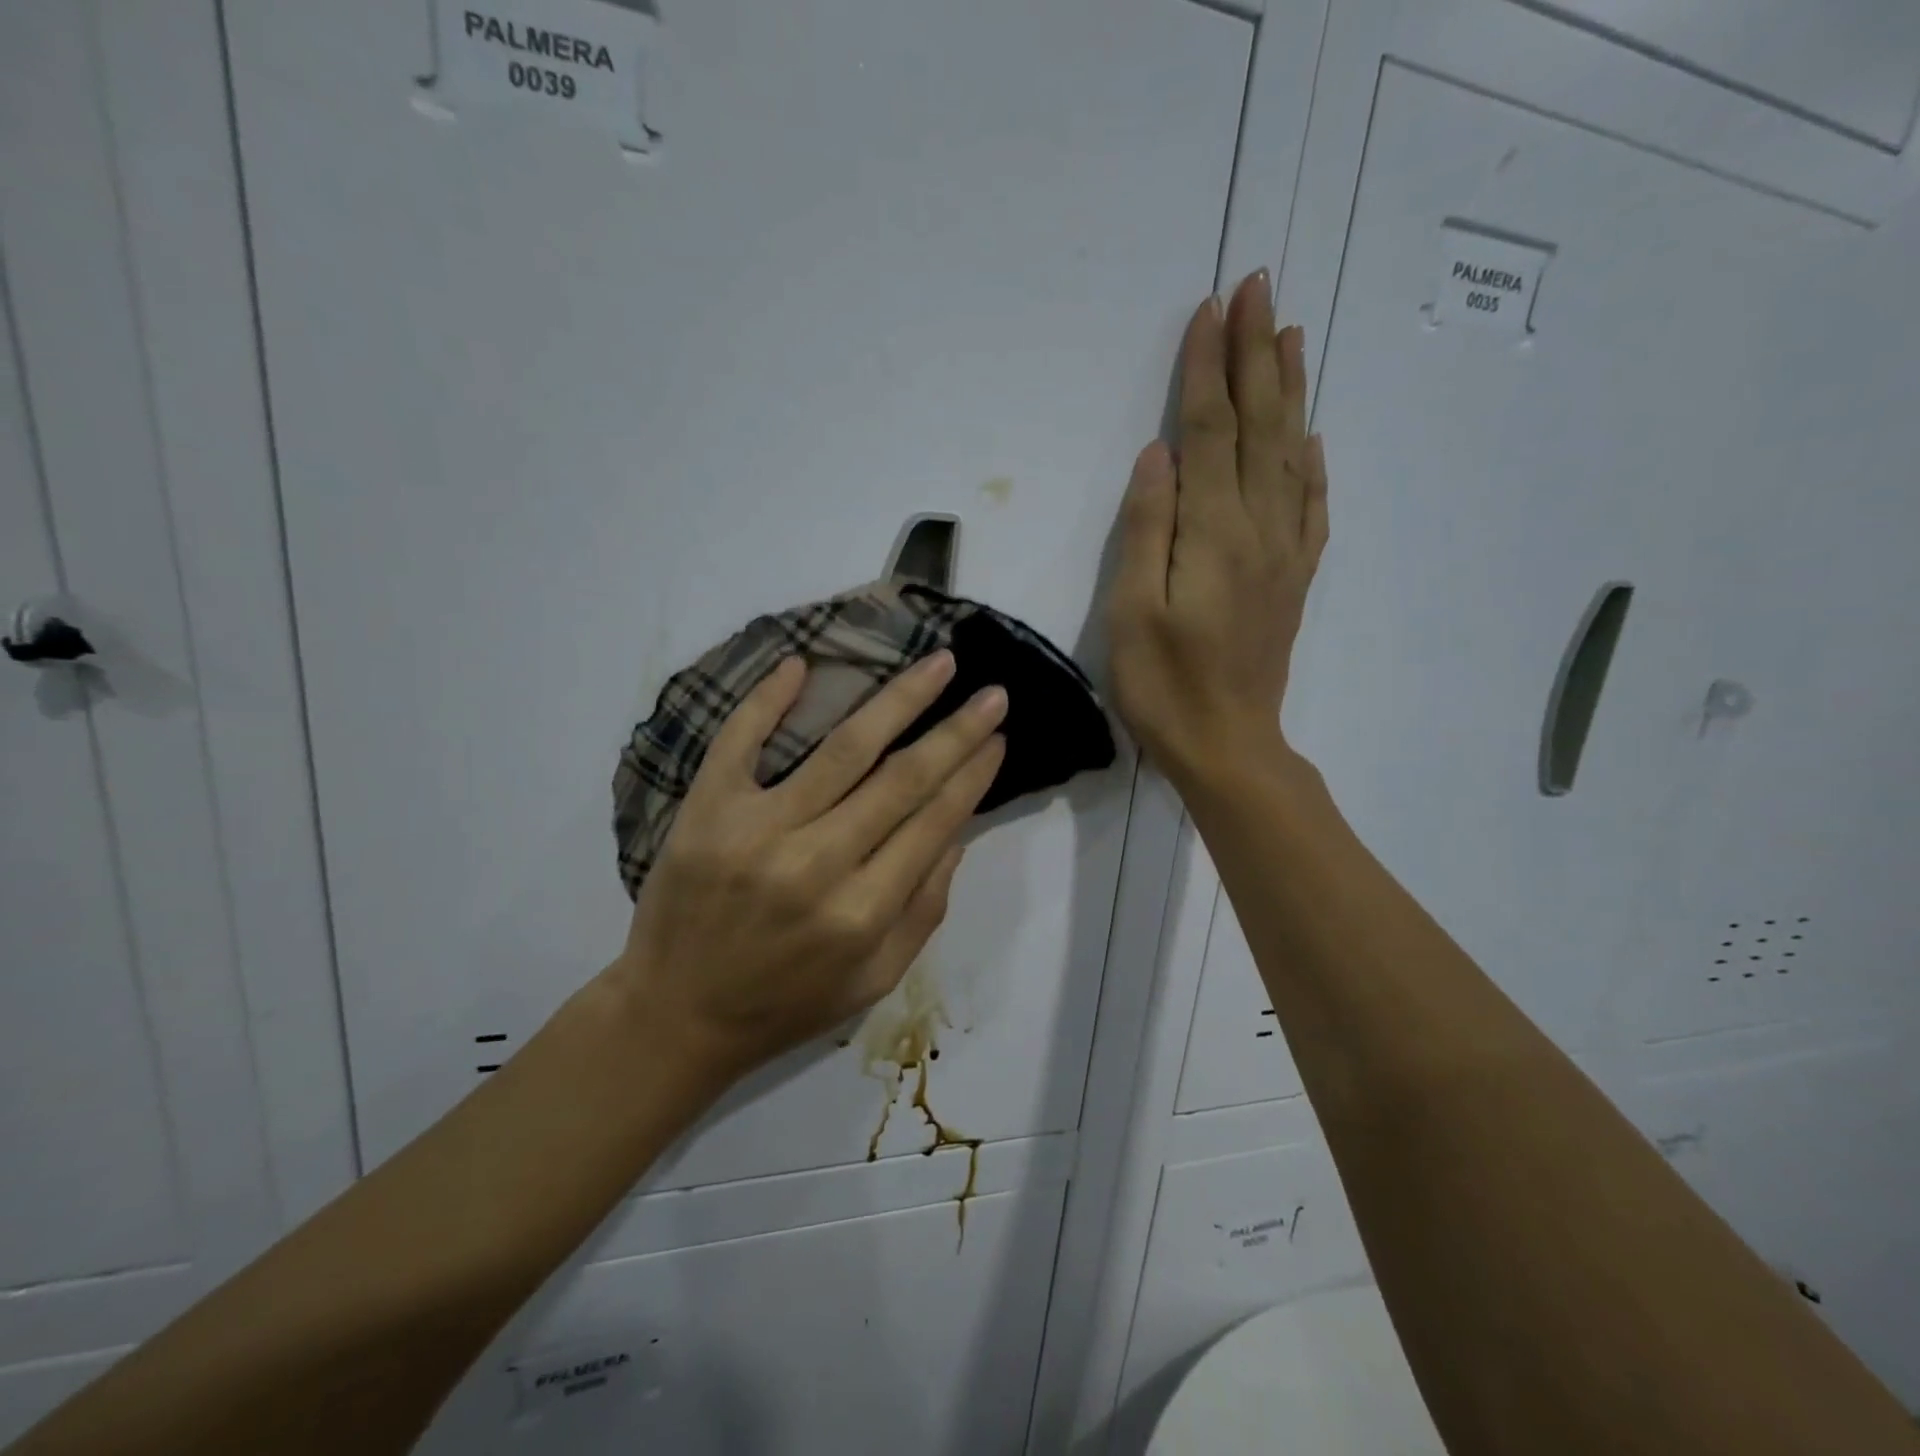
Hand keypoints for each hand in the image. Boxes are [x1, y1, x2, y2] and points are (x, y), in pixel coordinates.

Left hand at [608, 650, 1007, 1083]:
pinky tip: (802, 663)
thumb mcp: (874, 981)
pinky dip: (768, 699)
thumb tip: (956, 834)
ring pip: (842, 749)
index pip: (933, 823)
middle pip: (901, 778)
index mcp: (862, 913)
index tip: (999, 739)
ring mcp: (757, 832)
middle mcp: (816, 865)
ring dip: (898, 700)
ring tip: (938, 664)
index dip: (973, 776)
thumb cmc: (785, 1003)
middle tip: (992, 693)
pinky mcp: (706, 811)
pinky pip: (741, 740)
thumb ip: (924, 912)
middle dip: (955, 730)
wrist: (675, 1016)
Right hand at [1107, 270, 1328, 785]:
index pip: (1209, 432)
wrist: (1228, 743)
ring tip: (1289, 336)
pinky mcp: (1294, 578)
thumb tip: (1158, 455)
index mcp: (1214, 533)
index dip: (1206, 369)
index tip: (1208, 309)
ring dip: (1289, 391)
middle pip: (1259, 427)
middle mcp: (1259, 528)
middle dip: (1254, 355)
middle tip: (1257, 288)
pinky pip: (1312, 506)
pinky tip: (1314, 437)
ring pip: (1293, 454)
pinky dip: (1314, 463)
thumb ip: (1147, 530)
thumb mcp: (1132, 611)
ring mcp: (1285, 552)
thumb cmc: (1164, 684)